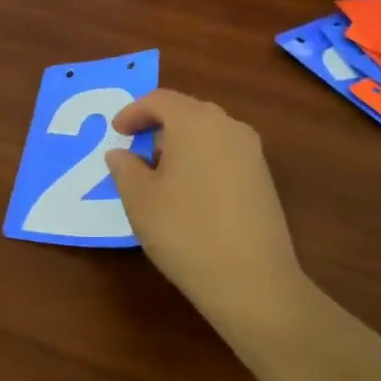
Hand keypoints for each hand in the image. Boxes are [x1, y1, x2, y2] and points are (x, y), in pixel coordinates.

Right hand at [104, 90, 312, 338]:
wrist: (253, 281)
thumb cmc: (185, 231)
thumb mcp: (140, 199)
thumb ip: (125, 168)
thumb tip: (121, 153)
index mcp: (195, 121)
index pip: (159, 100)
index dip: (133, 112)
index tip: (117, 132)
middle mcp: (228, 125)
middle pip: (186, 112)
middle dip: (158, 126)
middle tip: (136, 152)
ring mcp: (252, 151)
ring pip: (208, 132)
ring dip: (181, 144)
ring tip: (161, 175)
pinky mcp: (263, 178)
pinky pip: (225, 153)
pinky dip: (202, 160)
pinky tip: (191, 193)